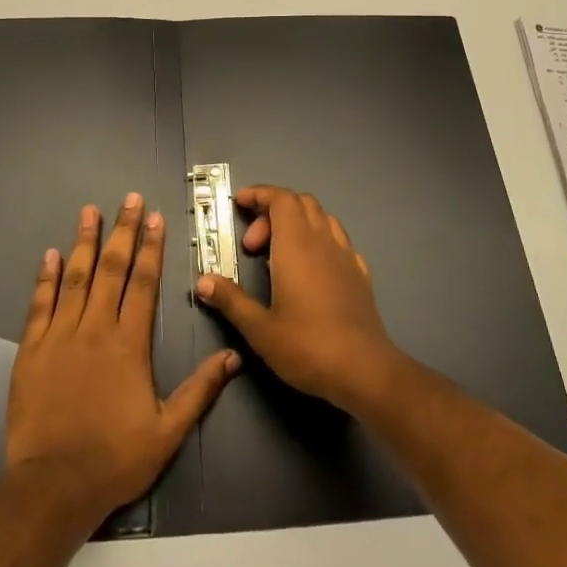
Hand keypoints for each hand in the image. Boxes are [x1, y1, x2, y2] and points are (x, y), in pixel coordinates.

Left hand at [5, 195, 238, 526]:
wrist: (53, 486)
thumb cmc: (115, 459)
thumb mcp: (167, 431)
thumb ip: (200, 390)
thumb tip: (233, 357)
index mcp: (129, 344)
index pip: (143, 283)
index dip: (150, 248)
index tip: (155, 218)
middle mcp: (95, 329)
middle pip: (112, 269)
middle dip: (122, 231)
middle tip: (129, 199)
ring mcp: (60, 336)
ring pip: (75, 278)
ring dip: (84, 242)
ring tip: (89, 211)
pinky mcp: (32, 350)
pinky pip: (40, 305)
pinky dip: (45, 278)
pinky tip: (50, 255)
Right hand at [193, 186, 401, 411]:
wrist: (364, 371)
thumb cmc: (307, 346)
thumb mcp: (259, 328)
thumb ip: (231, 300)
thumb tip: (203, 281)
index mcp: (296, 245)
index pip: (280, 199)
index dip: (259, 194)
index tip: (239, 204)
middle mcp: (322, 241)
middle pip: (300, 203)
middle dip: (272, 212)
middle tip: (252, 246)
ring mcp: (346, 255)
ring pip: (322, 218)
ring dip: (297, 223)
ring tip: (279, 255)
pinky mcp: (360, 274)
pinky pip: (337, 241)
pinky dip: (319, 241)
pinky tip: (311, 270)